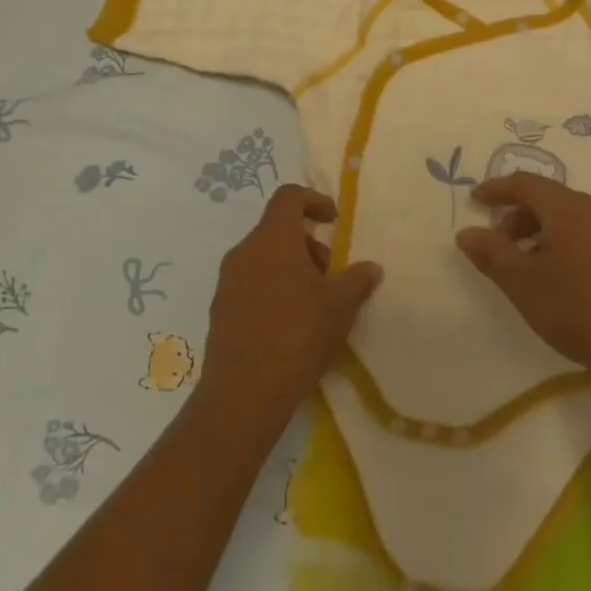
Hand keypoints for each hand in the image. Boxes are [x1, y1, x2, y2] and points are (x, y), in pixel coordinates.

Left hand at [199, 184, 383, 421]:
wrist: (244, 392)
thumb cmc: (298, 335)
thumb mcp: (340, 306)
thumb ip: (357, 279)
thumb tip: (371, 268)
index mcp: (273, 239)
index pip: (289, 197)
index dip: (314, 201)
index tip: (333, 222)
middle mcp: (244, 251)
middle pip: (277, 229)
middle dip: (308, 245)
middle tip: (330, 276)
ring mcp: (227, 281)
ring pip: (264, 258)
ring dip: (291, 268)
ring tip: (314, 304)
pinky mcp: (220, 309)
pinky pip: (250, 283)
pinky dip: (273, 289)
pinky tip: (289, 325)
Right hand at [456, 174, 590, 401]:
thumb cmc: (579, 310)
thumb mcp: (523, 284)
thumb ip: (491, 254)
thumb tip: (466, 233)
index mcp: (568, 209)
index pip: (525, 183)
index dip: (496, 189)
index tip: (475, 201)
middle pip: (549, 198)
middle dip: (518, 214)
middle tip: (497, 243)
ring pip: (570, 218)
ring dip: (540, 231)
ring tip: (525, 265)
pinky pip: (588, 235)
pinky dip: (563, 243)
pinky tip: (559, 279)